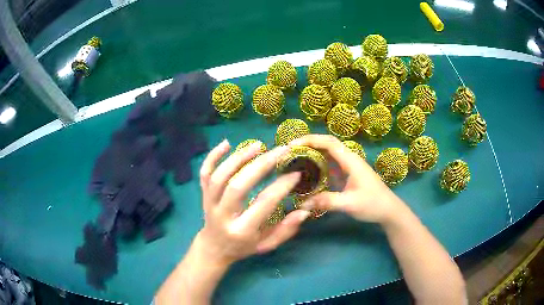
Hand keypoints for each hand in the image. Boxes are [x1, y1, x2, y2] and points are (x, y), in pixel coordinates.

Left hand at [196, 139, 310, 266]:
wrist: (213, 248)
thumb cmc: (243, 247)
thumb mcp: (267, 245)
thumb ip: (285, 230)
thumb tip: (304, 211)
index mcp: (242, 231)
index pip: (263, 204)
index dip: (281, 186)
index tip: (296, 172)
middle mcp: (223, 215)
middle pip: (238, 186)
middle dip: (261, 165)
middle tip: (280, 150)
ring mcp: (209, 203)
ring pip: (220, 176)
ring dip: (239, 158)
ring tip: (258, 145)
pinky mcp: (203, 194)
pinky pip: (204, 173)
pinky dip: (212, 156)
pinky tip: (226, 143)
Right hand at [291, 135, 403, 224]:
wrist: (389, 211)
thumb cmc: (373, 204)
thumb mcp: (350, 204)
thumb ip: (327, 202)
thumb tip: (302, 204)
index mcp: (351, 161)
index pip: (329, 143)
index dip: (310, 140)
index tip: (292, 145)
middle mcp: (349, 160)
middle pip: (327, 145)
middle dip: (308, 144)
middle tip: (289, 152)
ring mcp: (348, 167)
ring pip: (328, 154)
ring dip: (312, 154)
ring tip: (294, 159)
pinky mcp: (347, 175)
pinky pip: (330, 165)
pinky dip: (318, 165)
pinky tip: (308, 173)